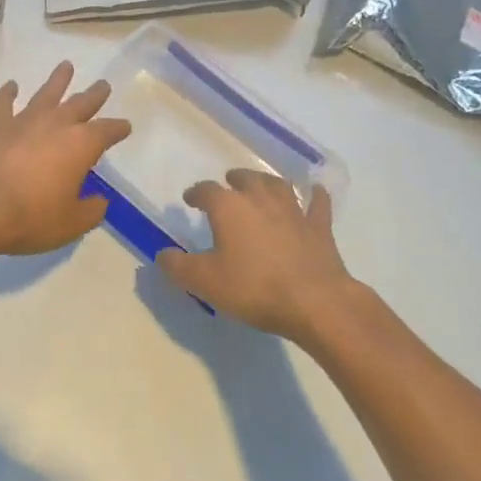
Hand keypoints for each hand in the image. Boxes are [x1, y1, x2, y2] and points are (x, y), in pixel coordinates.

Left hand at [0, 62, 130, 261]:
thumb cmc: (31, 217)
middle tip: (103, 84)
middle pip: (81, 103)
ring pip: (46, 93)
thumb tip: (100, 201)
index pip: (107, 131)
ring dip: (58, 80)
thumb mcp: (71, 223)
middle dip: (94, 94)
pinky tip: (11, 85)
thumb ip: (90, 210)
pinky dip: (8, 93)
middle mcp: (56, 124)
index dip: (118, 129)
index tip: (125, 126)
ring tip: (65, 65)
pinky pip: (4, 102)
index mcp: (81, 144)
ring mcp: (24, 120)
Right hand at [157, 169, 354, 341]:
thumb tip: (161, 255)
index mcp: (229, 208)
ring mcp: (293, 210)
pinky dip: (315, 196)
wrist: (314, 301)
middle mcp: (260, 199)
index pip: (206, 191)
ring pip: (278, 185)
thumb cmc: (254, 288)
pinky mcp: (318, 227)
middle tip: (229, 183)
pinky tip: (316, 191)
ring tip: (262, 184)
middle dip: (234, 180)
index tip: (190, 199)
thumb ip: (179, 267)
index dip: (196, 193)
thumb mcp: (206, 282)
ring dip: (267, 182)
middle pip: (245, 179)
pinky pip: (318, 204)